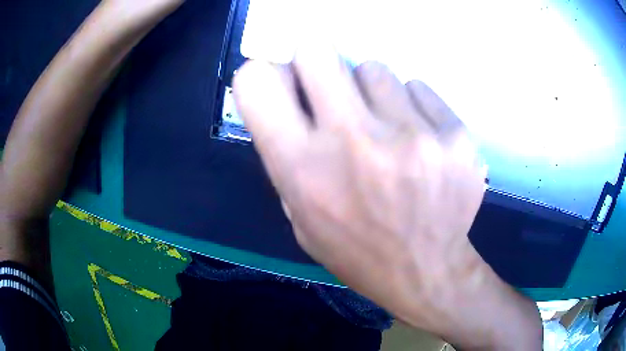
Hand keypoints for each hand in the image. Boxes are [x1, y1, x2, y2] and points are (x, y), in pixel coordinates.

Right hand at [233, 43, 541, 349]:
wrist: (427, 272)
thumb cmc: (357, 250)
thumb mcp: (301, 215)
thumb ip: (286, 151)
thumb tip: (287, 91)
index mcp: (303, 169)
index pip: (256, 83)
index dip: (262, 73)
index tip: (281, 81)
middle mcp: (354, 142)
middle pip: (317, 52)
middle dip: (317, 64)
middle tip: (331, 90)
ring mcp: (413, 136)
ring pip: (374, 69)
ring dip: (371, 92)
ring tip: (387, 130)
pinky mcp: (455, 136)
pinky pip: (418, 89)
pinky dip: (413, 107)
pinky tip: (422, 144)